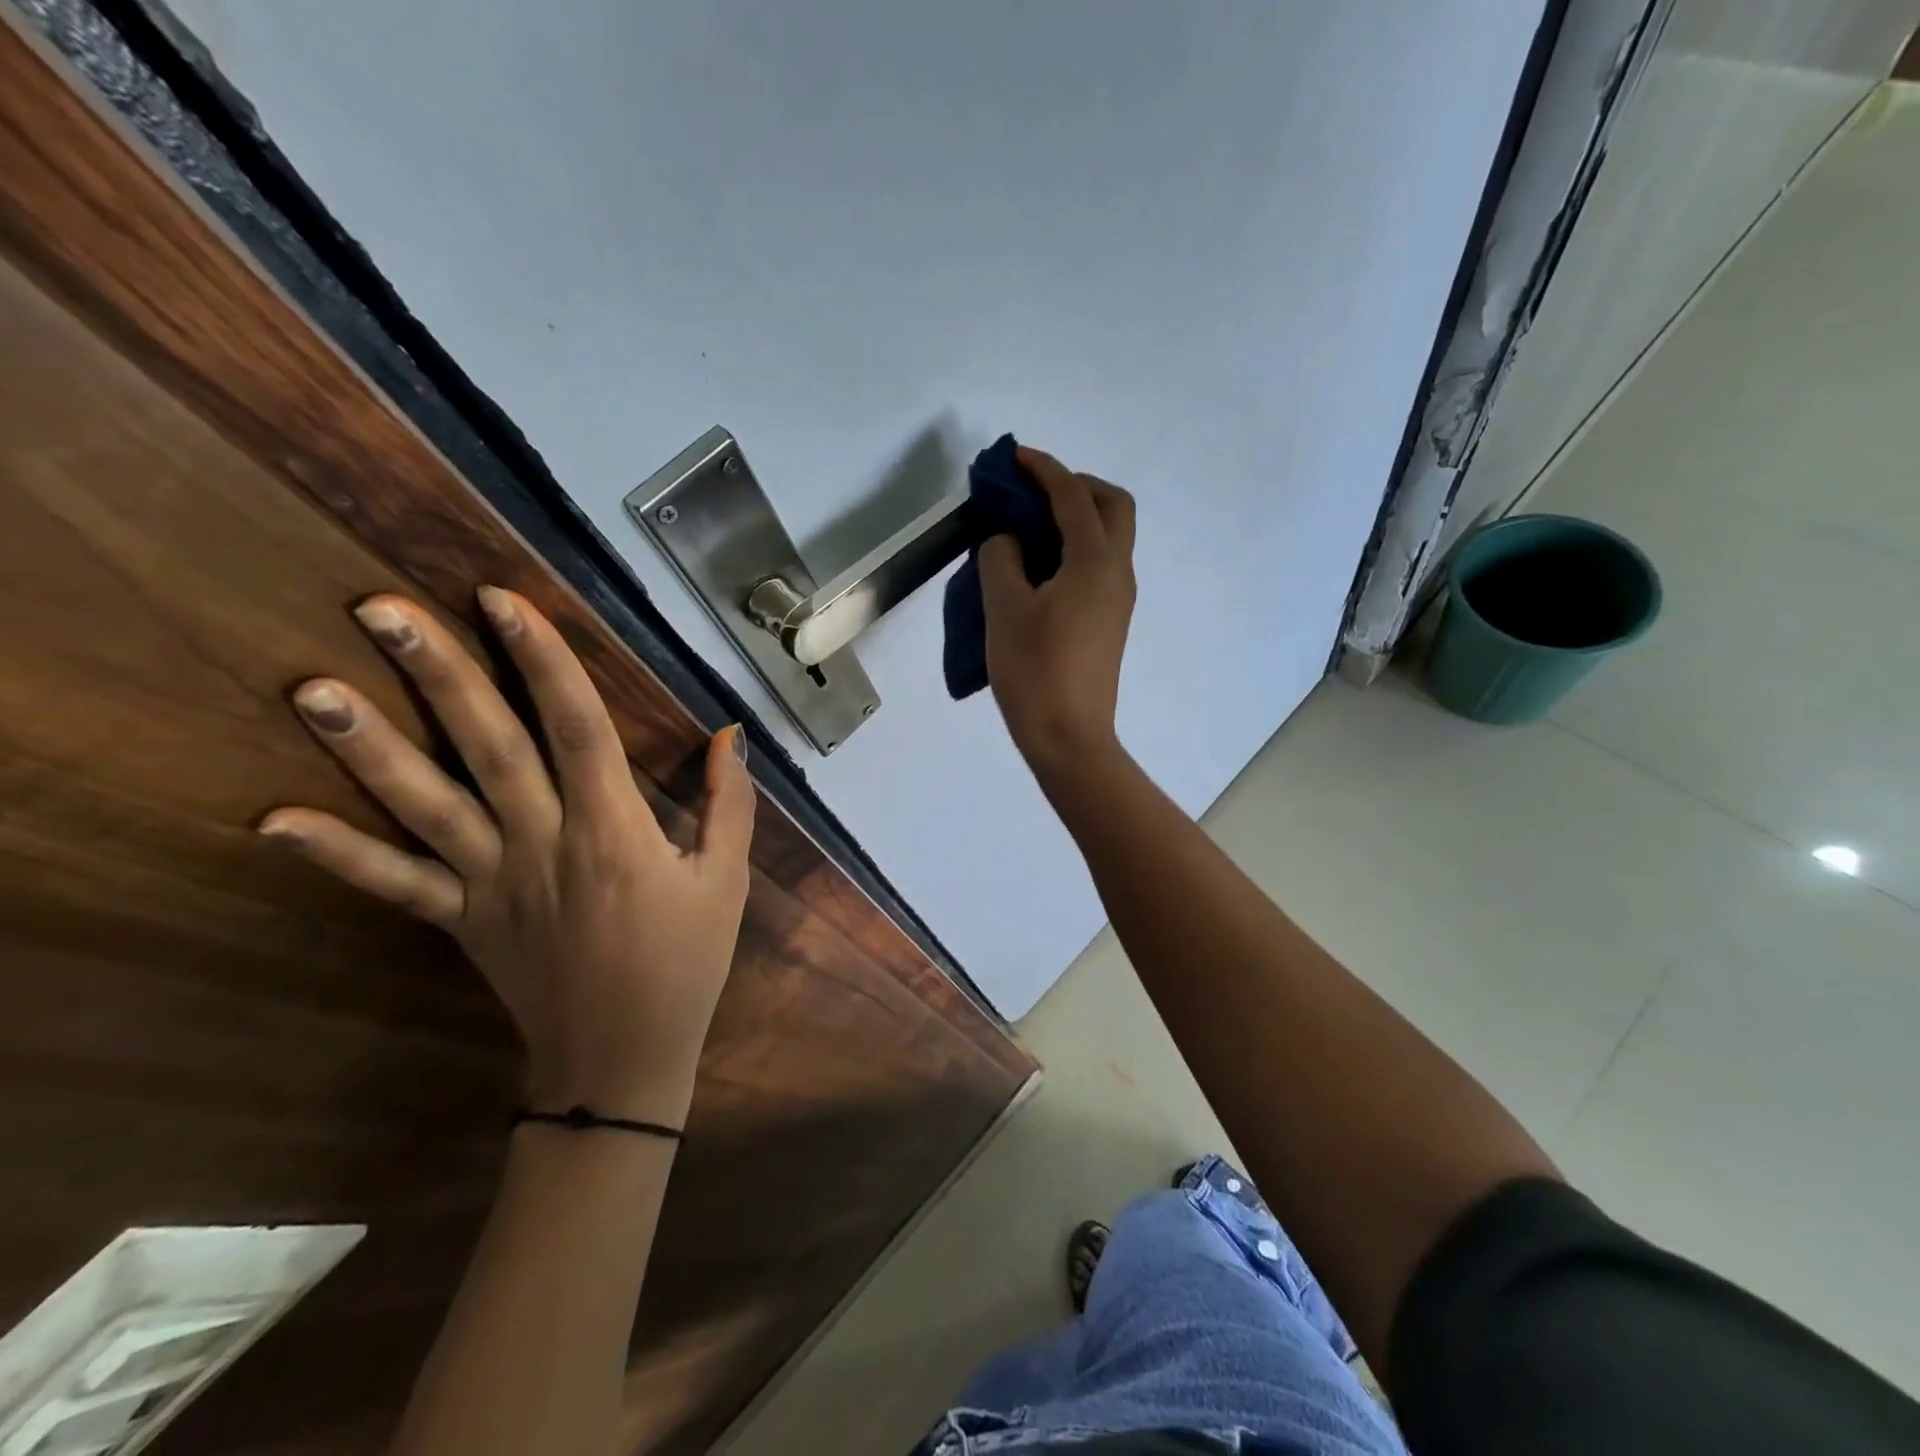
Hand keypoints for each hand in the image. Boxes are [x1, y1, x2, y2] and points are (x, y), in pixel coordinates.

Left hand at [259, 588, 754, 1127]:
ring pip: (427, 805)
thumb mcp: (726, 880)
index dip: (544, 661)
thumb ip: (728, 803)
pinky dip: (334, 855)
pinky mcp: (460, 920)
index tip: (503, 600)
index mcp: (615, 831)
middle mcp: (543, 844)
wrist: (621, 1060)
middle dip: (440, 674)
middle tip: (380, 609)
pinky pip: (394, 884)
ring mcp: (491, 883)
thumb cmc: (685, 962)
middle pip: (489, 747)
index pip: (577, 729)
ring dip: (368, 747)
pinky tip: (271, 821)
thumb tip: (729, 733)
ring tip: (311, 686)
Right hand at [980, 445, 1136, 774]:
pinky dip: (1075, 548)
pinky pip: (1099, 565)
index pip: (1073, 498)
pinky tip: (1039, 567)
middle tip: (1035, 493)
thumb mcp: (1004, 609)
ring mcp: (1118, 599)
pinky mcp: (1109, 621)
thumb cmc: (1034, 671)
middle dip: (1077, 486)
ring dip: (1077, 517)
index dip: (1044, 470)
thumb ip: (1002, 559)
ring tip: (1030, 528)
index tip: (1015, 457)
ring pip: (1110, 536)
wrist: (1068, 737)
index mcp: (1095, 562)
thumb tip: (1010, 542)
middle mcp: (1117, 572)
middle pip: (1113, 506)